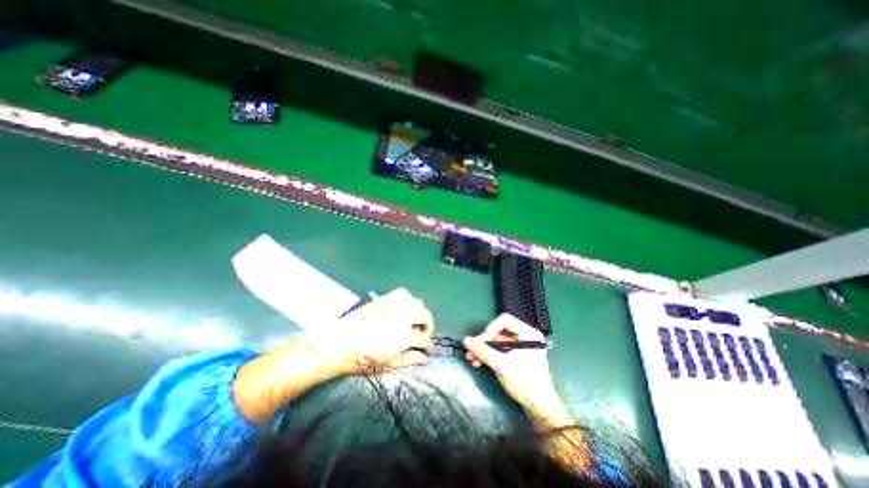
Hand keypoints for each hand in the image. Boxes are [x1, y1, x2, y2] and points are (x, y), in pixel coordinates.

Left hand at [309, 289, 438, 372]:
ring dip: (420, 312)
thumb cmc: (361, 358)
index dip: (428, 346)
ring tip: (415, 321)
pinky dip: (407, 299)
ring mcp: (393, 306)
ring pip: (417, 302)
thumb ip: (409, 360)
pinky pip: (402, 293)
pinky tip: (404, 307)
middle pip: (425, 316)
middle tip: (424, 334)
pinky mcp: (384, 299)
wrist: (338, 344)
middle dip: (428, 326)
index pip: (424, 339)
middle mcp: (402, 317)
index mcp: (403, 336)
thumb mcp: (387, 365)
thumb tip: (425, 359)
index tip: (428, 350)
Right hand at [464, 315, 567, 421]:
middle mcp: (526, 337)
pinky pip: (501, 351)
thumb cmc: (524, 383)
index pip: (504, 321)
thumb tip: (466, 340)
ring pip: (498, 342)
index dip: (490, 329)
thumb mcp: (501, 364)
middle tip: (471, 350)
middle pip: (499, 332)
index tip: (481, 342)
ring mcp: (522, 347)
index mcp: (528, 333)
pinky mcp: (518, 357)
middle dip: (484, 342)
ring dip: (484, 350)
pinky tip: (479, 362)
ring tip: (472, 359)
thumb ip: (483, 350)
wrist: (540, 409)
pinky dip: (490, 355)